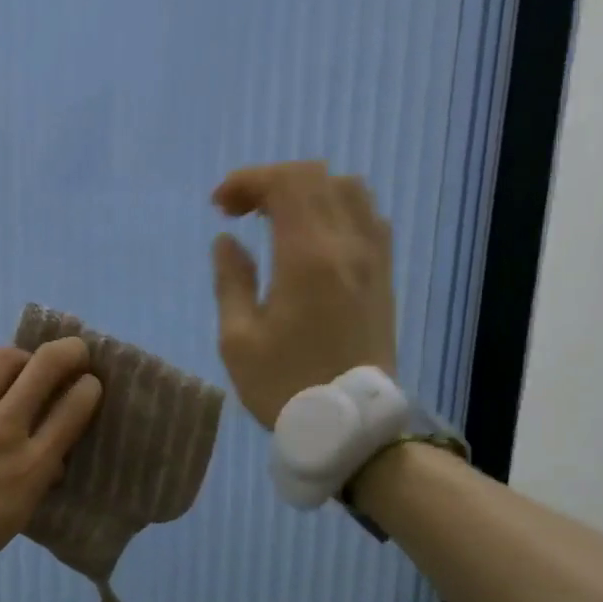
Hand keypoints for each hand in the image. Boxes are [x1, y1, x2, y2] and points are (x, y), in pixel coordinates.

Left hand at [0, 337, 101, 568]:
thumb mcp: (19, 513)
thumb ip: (39, 475)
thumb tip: (50, 454)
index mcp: (31, 464)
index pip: (74, 407)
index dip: (89, 388)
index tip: (88, 385)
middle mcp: (3, 429)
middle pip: (45, 367)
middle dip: (69, 351)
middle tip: (74, 352)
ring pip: (3, 359)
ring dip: (21, 358)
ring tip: (21, 368)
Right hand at [209, 160, 398, 428]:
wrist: (349, 424)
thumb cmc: (284, 385)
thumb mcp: (238, 340)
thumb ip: (231, 281)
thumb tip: (227, 242)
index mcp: (308, 257)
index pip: (285, 184)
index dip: (247, 181)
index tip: (218, 206)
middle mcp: (348, 245)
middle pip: (316, 177)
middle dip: (270, 181)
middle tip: (237, 212)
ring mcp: (374, 258)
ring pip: (348, 190)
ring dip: (306, 191)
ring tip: (273, 219)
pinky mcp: (384, 275)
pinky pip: (366, 216)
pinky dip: (333, 208)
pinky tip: (311, 237)